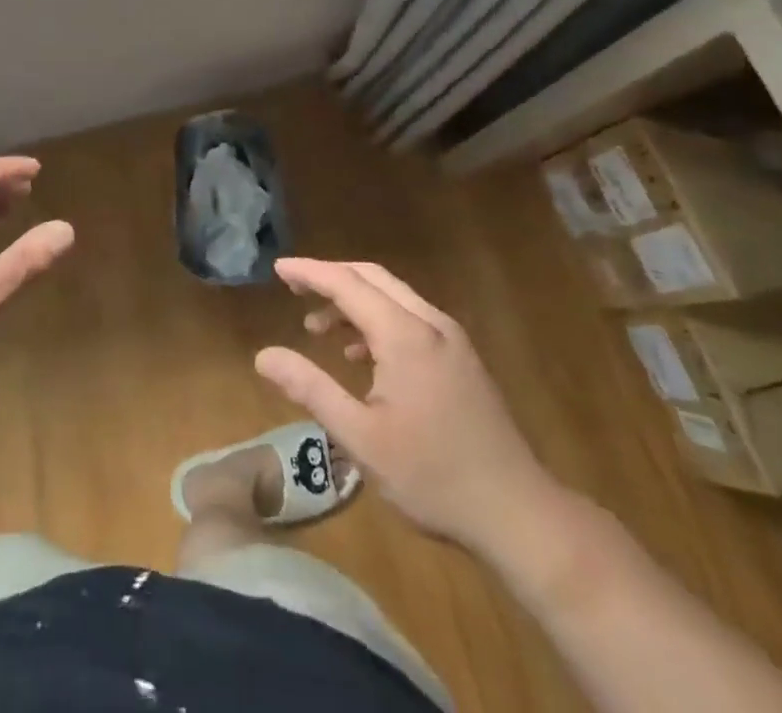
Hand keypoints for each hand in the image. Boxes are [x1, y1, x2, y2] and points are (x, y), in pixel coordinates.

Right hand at [255, 258, 563, 557]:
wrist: (518, 513)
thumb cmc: (432, 476)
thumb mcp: (360, 438)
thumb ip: (310, 389)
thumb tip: (263, 356)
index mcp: (404, 335)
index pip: (347, 283)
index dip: (309, 272)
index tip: (277, 268)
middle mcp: (429, 323)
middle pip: (372, 278)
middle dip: (330, 278)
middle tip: (293, 290)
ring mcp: (451, 339)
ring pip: (393, 296)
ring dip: (353, 302)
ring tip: (318, 329)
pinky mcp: (462, 358)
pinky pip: (410, 318)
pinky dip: (377, 321)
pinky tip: (361, 356)